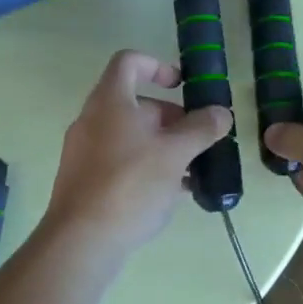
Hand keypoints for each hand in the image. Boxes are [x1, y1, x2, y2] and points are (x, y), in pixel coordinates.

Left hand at [44, 50, 232, 258]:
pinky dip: (146, 167)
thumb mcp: (175, 153)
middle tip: (197, 139)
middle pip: (135, 103)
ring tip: (192, 170)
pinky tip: (171, 193)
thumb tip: (221, 113)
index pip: (129, 62)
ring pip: (130, 136)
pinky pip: (120, 161)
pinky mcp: (85, 181)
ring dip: (163, 145)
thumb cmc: (129, 184)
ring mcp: (85, 151)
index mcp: (110, 101)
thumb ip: (201, 129)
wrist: (81, 241)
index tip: (182, 86)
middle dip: (171, 117)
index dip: (158, 65)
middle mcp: (92, 119)